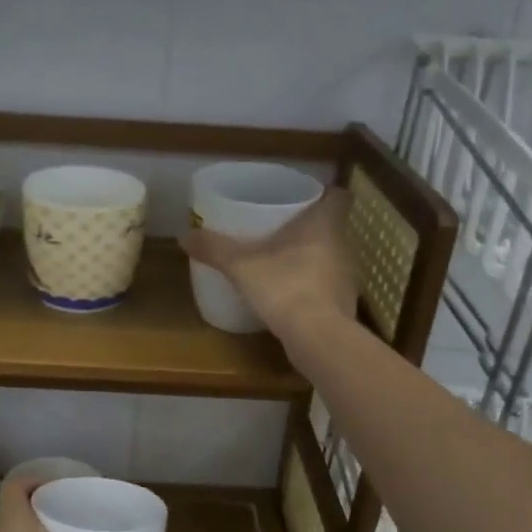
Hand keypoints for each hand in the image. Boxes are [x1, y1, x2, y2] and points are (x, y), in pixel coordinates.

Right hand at [180, 187, 355, 342]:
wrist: (318, 338)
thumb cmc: (285, 286)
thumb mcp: (241, 266)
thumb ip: (215, 249)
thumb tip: (184, 236)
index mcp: (324, 224)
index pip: (339, 196)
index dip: (325, 193)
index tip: (304, 197)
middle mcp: (342, 246)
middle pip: (331, 227)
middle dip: (309, 227)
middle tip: (280, 228)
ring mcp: (346, 277)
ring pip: (330, 256)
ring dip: (311, 257)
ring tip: (281, 261)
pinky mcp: (343, 304)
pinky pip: (327, 285)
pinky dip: (312, 286)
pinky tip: (289, 294)